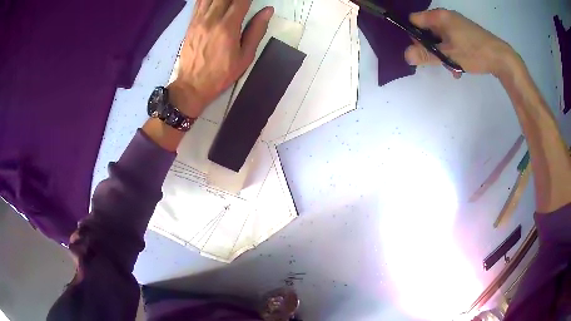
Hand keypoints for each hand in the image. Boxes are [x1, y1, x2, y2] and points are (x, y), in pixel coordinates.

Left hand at [169, 0, 273, 117]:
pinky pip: (198, 3)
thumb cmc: (221, 73)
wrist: (192, 85)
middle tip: (242, 1)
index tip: (253, 0)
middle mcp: (212, 19)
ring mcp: (199, 20)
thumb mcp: (245, 57)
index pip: (241, 1)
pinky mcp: (191, 24)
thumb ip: (256, 31)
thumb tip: (268, 11)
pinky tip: (215, 2)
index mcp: (228, 27)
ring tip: (229, 2)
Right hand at [404, 9, 520, 78]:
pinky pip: (452, 39)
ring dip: (442, 52)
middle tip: (439, 62)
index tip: (423, 51)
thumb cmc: (474, 52)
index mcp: (439, 17)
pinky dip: (452, 51)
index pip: (415, 20)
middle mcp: (446, 16)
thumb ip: (426, 55)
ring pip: (440, 37)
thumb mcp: (449, 55)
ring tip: (452, 67)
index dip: (414, 35)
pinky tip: (459, 65)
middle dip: (431, 47)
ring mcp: (457, 23)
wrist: (501, 57)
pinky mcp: (465, 32)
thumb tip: (406, 55)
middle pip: (427, 29)